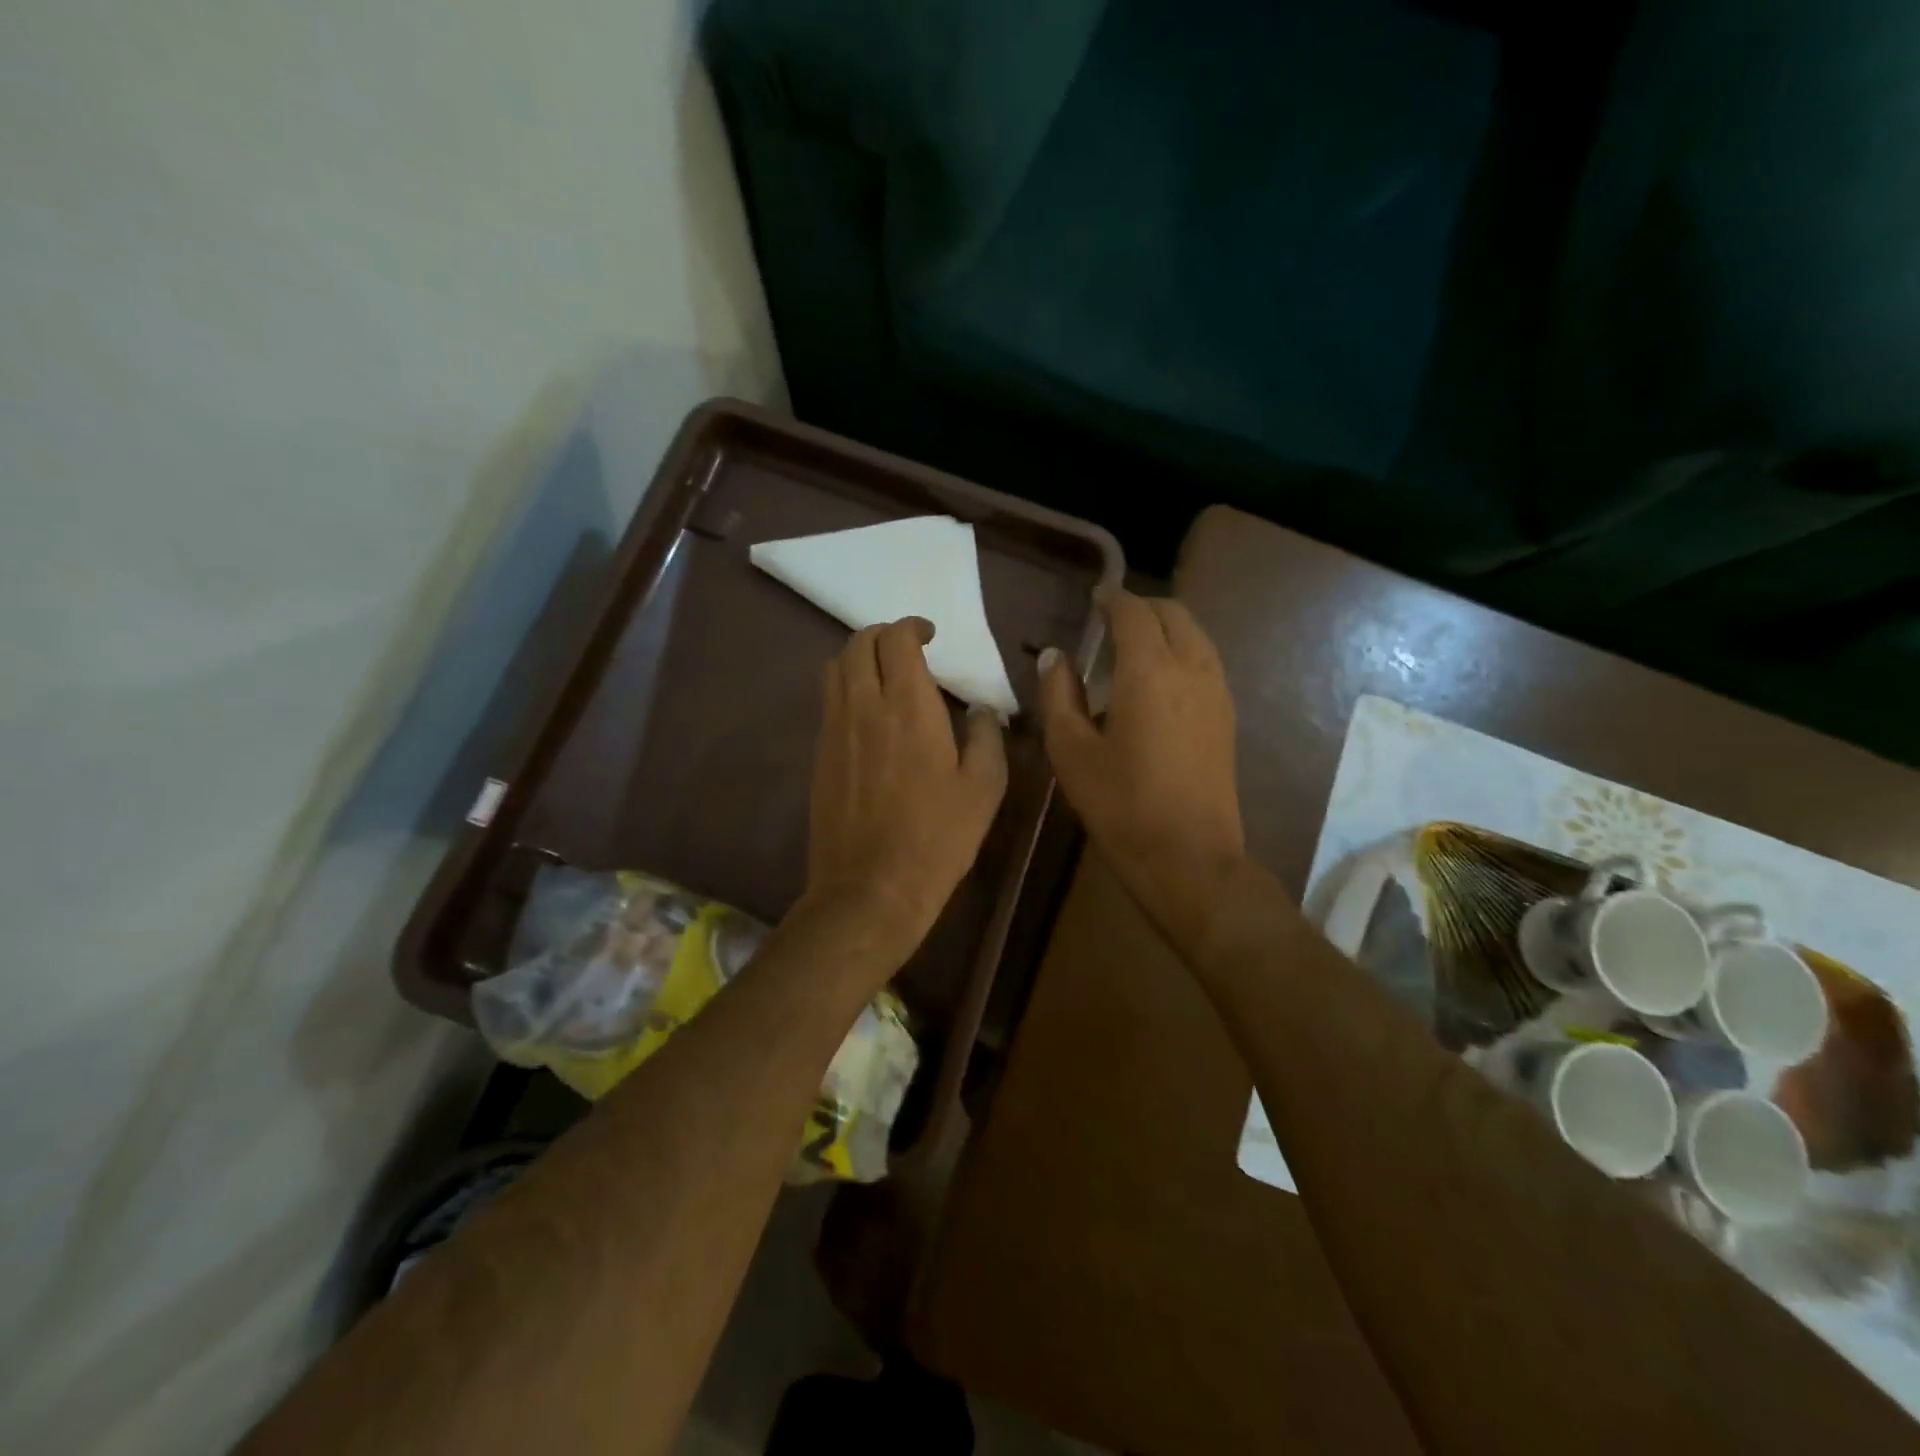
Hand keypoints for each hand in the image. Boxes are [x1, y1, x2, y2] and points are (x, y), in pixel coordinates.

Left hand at [803, 618, 1008, 967]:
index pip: (897, 639)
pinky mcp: (819, 755)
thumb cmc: (937, 837)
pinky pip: (828, 702)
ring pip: (834, 668)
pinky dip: (846, 688)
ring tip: (884, 675)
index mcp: (908, 706)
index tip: (930, 635)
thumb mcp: (984, 788)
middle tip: (907, 649)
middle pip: (858, 643)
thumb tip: (981, 710)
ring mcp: (834, 730)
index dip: (913, 626)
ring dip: (859, 658)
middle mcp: (863, 706)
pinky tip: (868, 715)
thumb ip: (986, 737)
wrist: (871, 887)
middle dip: (883, 635)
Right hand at [1038, 588, 1245, 948]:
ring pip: (1196, 635)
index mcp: (1149, 671)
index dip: (1112, 598)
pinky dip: (1182, 650)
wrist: (1190, 857)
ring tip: (1133, 647)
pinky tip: (1159, 680)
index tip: (1093, 598)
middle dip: (1142, 607)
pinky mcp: (1227, 716)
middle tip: (1110, 620)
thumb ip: (1059, 695)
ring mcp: (1217, 692)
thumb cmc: (1120, 805)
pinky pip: (1206, 660)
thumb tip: (1054, 656)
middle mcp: (1191, 668)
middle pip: (1173, 613)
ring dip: (1166, 627)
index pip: (1133, 612)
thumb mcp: (1070, 751)